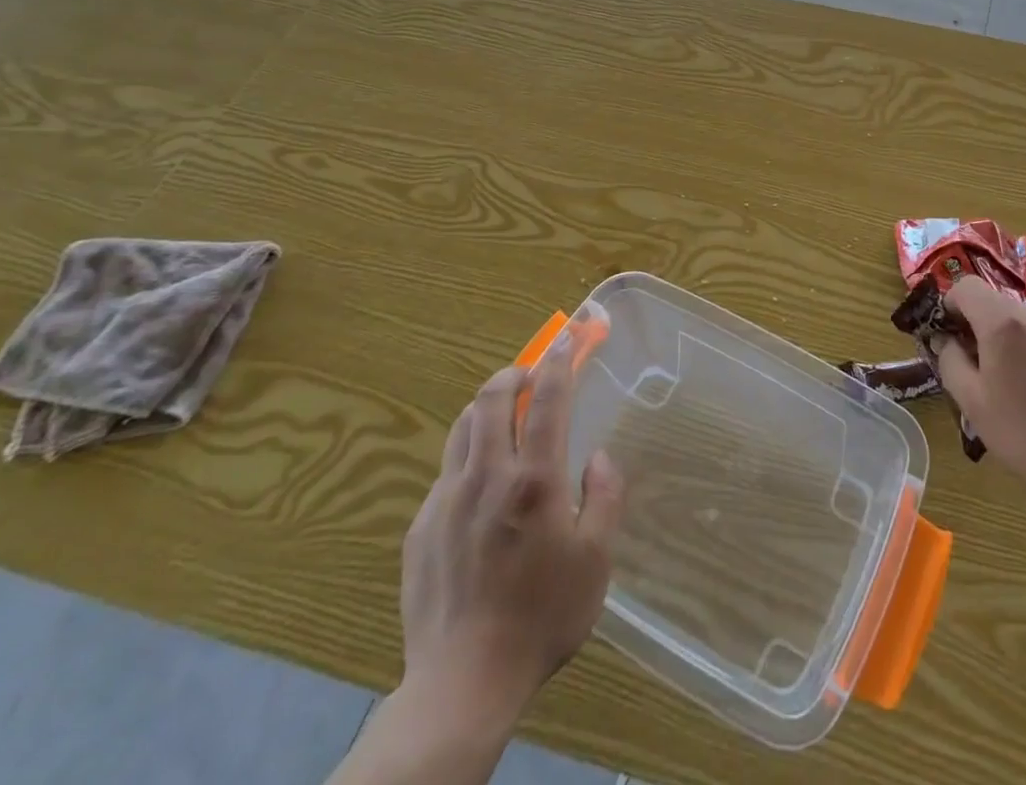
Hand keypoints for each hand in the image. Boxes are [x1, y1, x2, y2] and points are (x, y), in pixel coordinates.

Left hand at [398, 337, 625, 721]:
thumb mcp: (596, 560)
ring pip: (462, 427)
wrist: (462, 684)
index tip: (566, 340)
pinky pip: (446, 471)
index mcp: (534, 479)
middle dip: (513, 372)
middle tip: (531, 375)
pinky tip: (480, 487)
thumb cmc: (542, 618)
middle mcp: (487, 476)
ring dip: (486, 408)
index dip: (558, 362)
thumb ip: (604, 497)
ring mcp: (446, 499)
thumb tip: (597, 458)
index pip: (546, 399)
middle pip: (492, 397)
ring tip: (504, 418)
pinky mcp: (420, 526)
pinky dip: (468, 455)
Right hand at [931, 276, 1025, 514]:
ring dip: (1007, 338)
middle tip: (976, 366)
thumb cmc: (1025, 434)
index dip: (950, 305)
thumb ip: (949, 360)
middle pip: (994, 303)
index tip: (949, 336)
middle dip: (978, 326)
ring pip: (1021, 320)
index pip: (966, 286)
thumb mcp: (972, 402)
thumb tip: (944, 339)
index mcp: (1003, 322)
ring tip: (1012, 382)